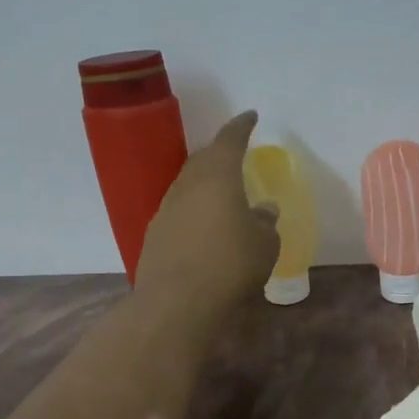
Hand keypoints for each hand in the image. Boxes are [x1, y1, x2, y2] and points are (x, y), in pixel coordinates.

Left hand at [134, 111, 279, 311]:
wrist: (176, 302)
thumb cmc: (230, 265)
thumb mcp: (263, 245)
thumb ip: (265, 223)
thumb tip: (263, 210)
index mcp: (217, 176)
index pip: (229, 140)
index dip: (241, 127)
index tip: (250, 117)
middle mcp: (187, 186)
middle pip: (203, 160)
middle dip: (219, 154)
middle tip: (234, 155)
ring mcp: (165, 210)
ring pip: (187, 186)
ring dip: (204, 185)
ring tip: (220, 194)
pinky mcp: (154, 236)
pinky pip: (177, 212)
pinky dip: (192, 211)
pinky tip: (201, 227)